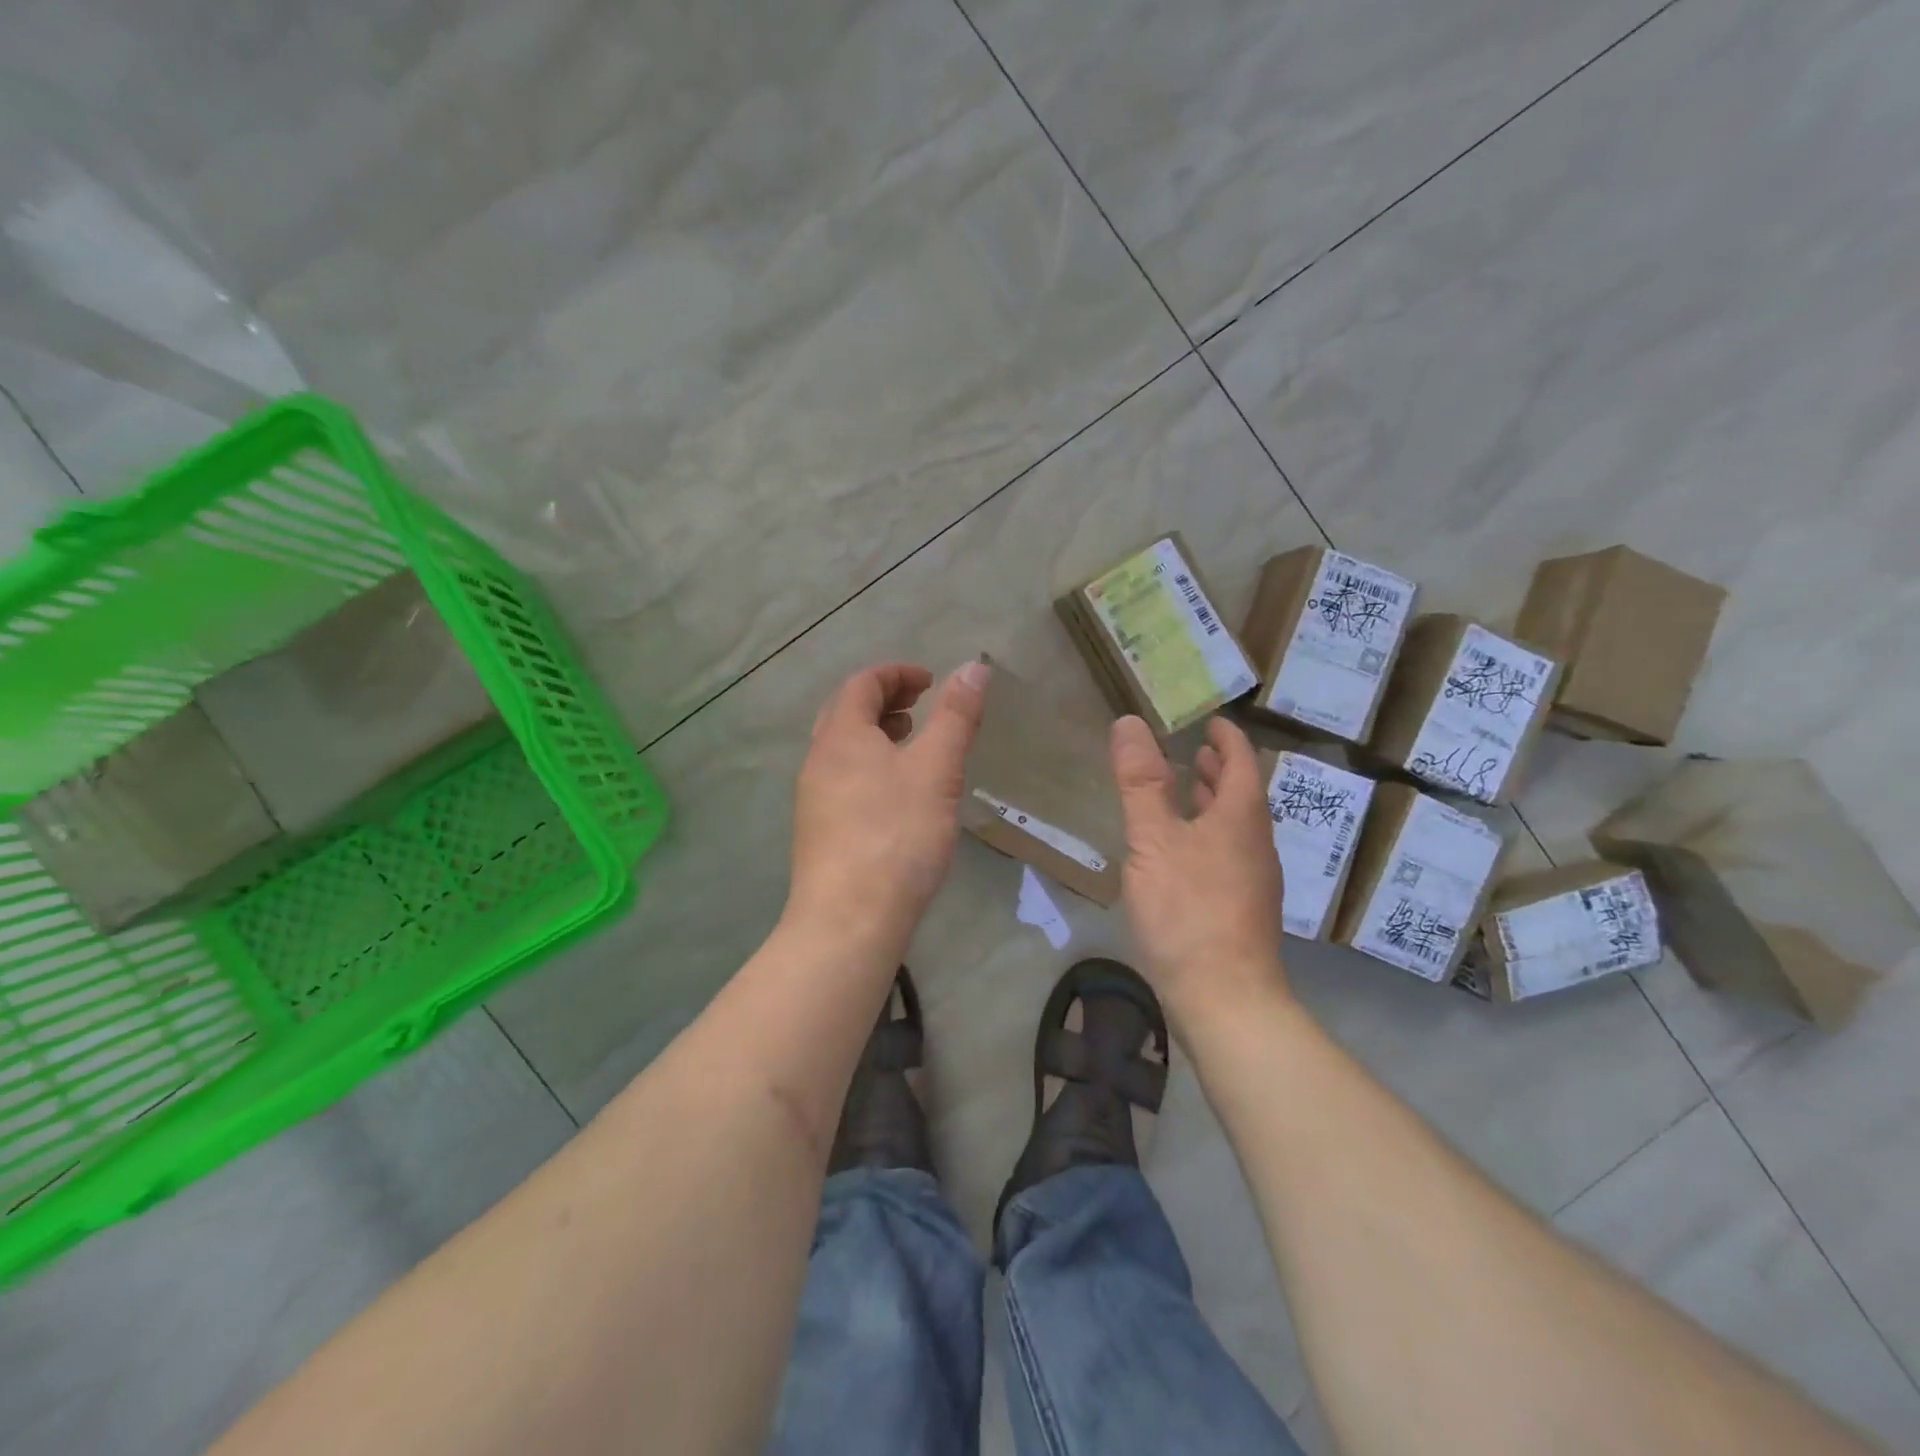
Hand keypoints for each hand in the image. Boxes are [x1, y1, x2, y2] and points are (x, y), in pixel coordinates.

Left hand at [787, 660, 989, 953]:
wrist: (849, 919)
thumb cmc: (897, 833)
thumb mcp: (937, 769)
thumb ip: (956, 716)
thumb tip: (974, 667)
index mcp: (841, 735)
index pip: (862, 683)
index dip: (897, 673)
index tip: (931, 681)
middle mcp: (818, 759)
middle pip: (846, 712)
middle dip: (885, 701)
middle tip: (921, 707)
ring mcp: (813, 797)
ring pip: (843, 748)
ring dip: (876, 735)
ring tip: (912, 746)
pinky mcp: (818, 830)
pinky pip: (843, 778)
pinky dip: (870, 766)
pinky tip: (897, 795)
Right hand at [1111, 714, 1287, 1023]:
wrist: (1224, 997)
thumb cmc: (1188, 908)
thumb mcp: (1154, 839)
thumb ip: (1141, 782)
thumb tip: (1130, 722)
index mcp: (1240, 817)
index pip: (1242, 761)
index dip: (1228, 738)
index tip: (1212, 722)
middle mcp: (1255, 843)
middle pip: (1242, 795)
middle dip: (1221, 770)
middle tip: (1197, 752)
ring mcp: (1253, 880)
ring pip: (1236, 827)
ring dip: (1214, 803)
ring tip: (1189, 793)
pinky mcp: (1241, 910)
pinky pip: (1228, 854)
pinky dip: (1208, 835)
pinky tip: (1183, 853)